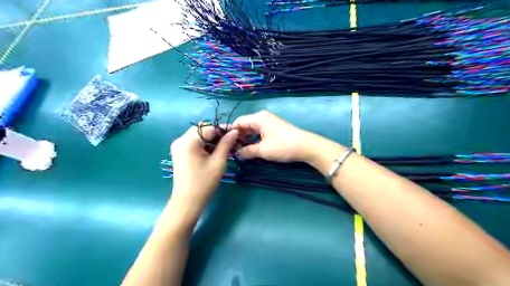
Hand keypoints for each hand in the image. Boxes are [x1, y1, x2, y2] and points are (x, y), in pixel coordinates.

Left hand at [169, 125, 238, 213]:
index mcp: (188, 141)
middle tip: (230, 140)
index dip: (223, 129)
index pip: (208, 127)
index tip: (236, 132)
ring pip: (198, 134)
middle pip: (201, 128)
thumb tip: (234, 131)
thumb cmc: (204, 182)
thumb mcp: (218, 162)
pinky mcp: (179, 152)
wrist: (187, 201)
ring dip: (211, 137)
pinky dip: (204, 143)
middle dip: (217, 132)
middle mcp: (180, 140)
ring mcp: (178, 146)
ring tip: (224, 146)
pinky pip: (193, 141)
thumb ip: (226, 144)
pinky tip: (213, 150)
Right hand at [232, 109, 319, 162]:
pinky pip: (260, 131)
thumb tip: (236, 154)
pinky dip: (255, 139)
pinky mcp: (275, 128)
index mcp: (258, 118)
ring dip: (246, 138)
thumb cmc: (282, 146)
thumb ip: (247, 151)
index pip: (239, 122)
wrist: (306, 147)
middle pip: (246, 124)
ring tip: (240, 149)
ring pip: (253, 129)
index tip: (224, 142)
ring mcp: (270, 122)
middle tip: (231, 148)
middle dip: (238, 136)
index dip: (230, 131)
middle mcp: (263, 117)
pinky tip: (252, 147)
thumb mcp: (262, 150)